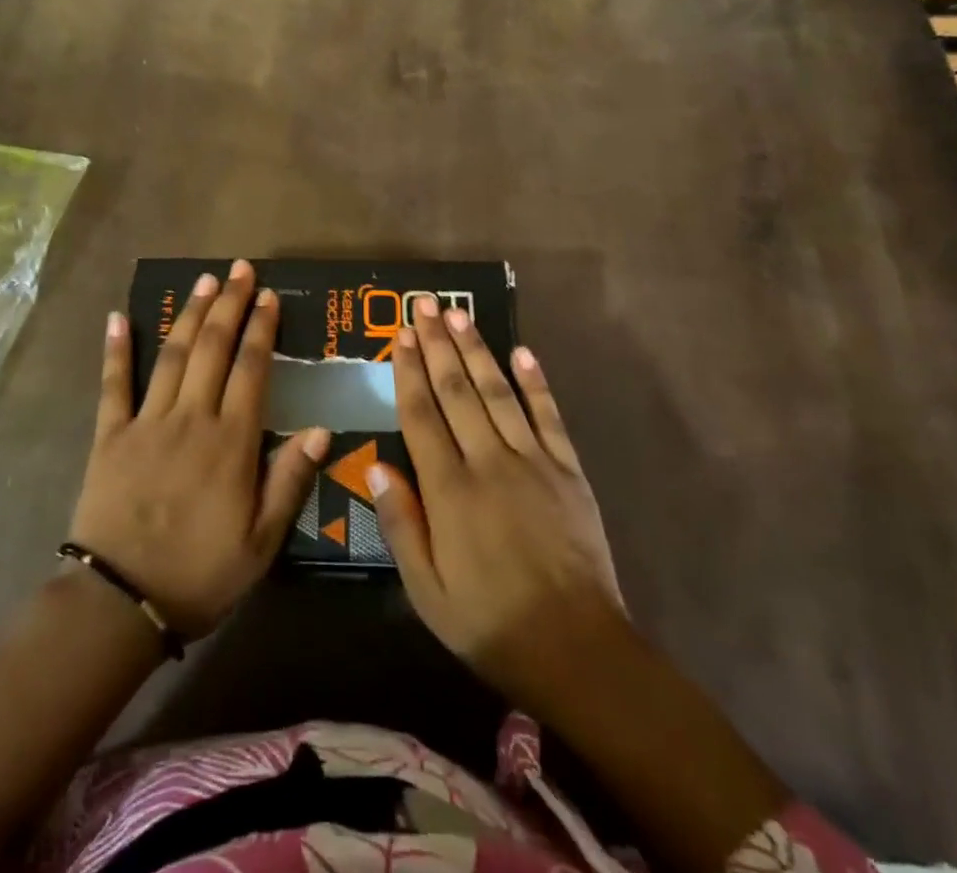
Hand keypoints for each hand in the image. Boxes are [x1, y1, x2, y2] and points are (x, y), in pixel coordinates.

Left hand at [68, 261, 329, 639]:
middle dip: (230, 305)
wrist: (119, 602)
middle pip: (213, 348)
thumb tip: (322, 428)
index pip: (252, 369)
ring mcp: (147, 422)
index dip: (262, 329)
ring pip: (173, 355)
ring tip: (205, 281)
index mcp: (231, 441)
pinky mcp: (109, 435)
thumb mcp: (261, 542)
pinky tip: (119, 317)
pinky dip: (116, 350)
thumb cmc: (199, 574)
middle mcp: (191, 418)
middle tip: (241, 270)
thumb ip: (290, 480)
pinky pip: (113, 385)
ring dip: (191, 314)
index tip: (269, 297)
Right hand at [368, 297, 627, 717]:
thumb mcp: (428, 593)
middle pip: (457, 391)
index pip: (421, 416)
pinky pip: (549, 417)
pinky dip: (536, 383)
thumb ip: (401, 525)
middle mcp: (489, 463)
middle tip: (425, 304)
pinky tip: (523, 352)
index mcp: (450, 491)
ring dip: (477, 349)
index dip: (408, 372)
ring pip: (498, 392)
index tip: (399, 335)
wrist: (579, 652)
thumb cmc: (492, 626)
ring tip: (459, 314)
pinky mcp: (568, 471)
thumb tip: (377, 463)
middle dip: (437, 345)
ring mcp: (533, 462)